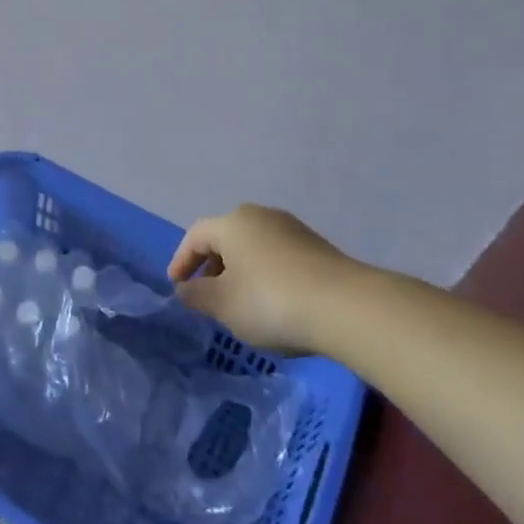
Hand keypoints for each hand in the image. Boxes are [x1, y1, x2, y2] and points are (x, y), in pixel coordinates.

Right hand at [167, 203, 368, 352]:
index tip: (177, 286)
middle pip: (225, 238)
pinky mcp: (317, 248)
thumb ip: (197, 295)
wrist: (346, 307)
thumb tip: (185, 288)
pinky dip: (265, 277)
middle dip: (211, 266)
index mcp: (232, 222)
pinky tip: (273, 305)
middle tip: (206, 295)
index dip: (181, 261)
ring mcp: (292, 229)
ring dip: (240, 273)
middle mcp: (260, 216)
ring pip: (253, 248)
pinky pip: (277, 258)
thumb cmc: (271, 301)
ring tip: (239, 304)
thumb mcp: (223, 304)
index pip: (195, 236)